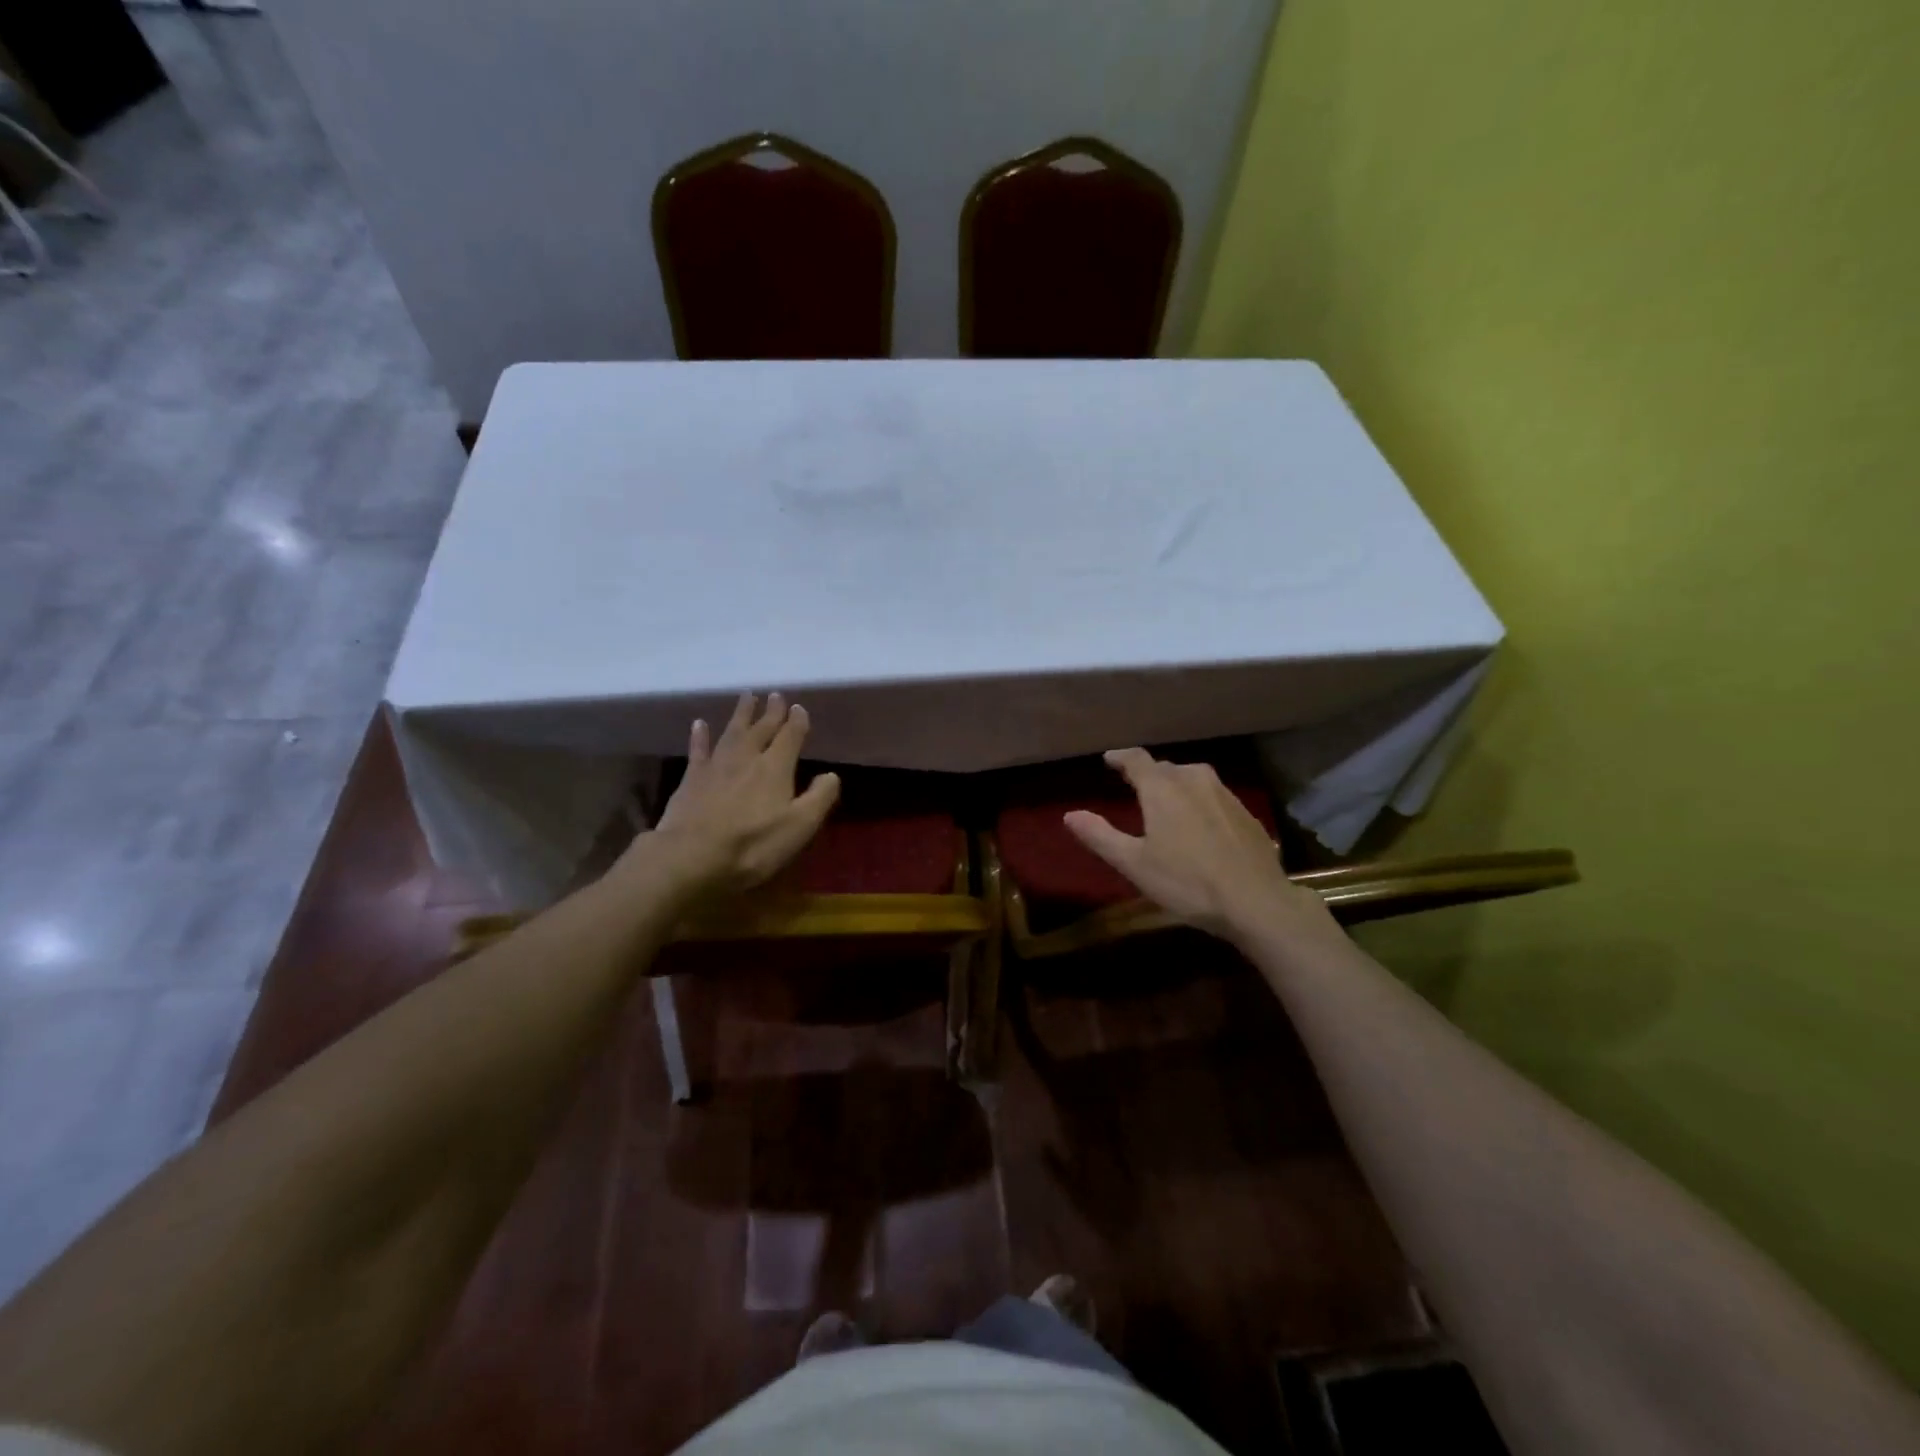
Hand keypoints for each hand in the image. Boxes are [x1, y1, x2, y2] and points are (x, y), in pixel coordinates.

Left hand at [624, 693, 839, 902]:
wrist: (692, 856)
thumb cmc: (753, 845)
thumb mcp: (800, 826)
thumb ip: (819, 797)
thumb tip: (831, 775)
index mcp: (776, 768)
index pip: (790, 737)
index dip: (796, 722)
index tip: (799, 707)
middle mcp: (747, 758)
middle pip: (762, 729)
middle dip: (771, 712)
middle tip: (776, 695)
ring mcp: (716, 766)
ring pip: (732, 732)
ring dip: (742, 714)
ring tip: (747, 696)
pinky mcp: (692, 779)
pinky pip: (698, 750)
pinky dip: (700, 736)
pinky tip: (700, 724)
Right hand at [1063, 748, 1326, 941]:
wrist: (1256, 902)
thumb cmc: (1187, 882)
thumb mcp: (1134, 864)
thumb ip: (1100, 836)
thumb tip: (1070, 815)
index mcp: (1163, 788)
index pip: (1137, 760)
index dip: (1120, 757)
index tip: (1109, 759)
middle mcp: (1194, 780)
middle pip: (1166, 768)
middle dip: (1148, 774)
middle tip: (1135, 786)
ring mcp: (1225, 795)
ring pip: (1193, 779)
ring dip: (1176, 785)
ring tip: (1167, 802)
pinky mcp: (1247, 813)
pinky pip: (1215, 796)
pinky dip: (1200, 802)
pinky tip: (1201, 824)